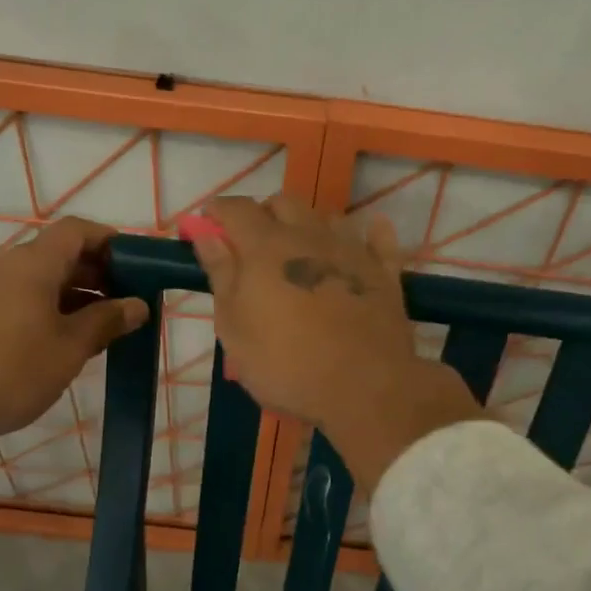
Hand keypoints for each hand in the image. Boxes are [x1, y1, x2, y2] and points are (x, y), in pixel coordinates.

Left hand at [0, 217, 149, 454]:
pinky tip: (60, 339)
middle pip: (58, 253)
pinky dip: (46, 306)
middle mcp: (5, 264)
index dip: (110, 241)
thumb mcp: (68, 349)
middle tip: (125, 303)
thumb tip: (137, 304)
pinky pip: (18, 295)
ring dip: (73, 293)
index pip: (77, 231)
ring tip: (99, 326)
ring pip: (38, 278)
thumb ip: (106, 321)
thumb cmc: (8, 370)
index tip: (137, 266)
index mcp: (32, 264)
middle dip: (97, 272)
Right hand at [189, 195, 486, 492]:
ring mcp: (352, 252)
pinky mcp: (385, 274)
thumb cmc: (286, 363)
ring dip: (309, 225)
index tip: (207, 225)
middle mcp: (310, 237)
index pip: (236, 209)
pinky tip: (367, 236)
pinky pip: (380, 240)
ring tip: (301, 251)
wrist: (363, 387)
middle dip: (263, 215)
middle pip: (284, 203)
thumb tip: (205, 232)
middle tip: (252, 247)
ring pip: (328, 217)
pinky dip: (369, 234)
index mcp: (266, 247)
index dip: (217, 211)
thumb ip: (221, 274)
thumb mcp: (235, 327)